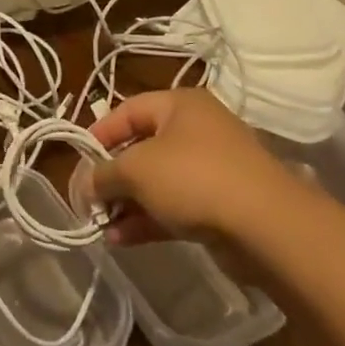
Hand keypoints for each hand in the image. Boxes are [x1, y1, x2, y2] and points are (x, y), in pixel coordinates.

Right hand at [81, 88, 304, 244]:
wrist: (265, 225)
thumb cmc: (194, 177)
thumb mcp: (137, 169)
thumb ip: (104, 174)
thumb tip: (86, 185)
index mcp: (180, 105)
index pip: (128, 110)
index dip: (99, 133)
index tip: (78, 159)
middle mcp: (197, 130)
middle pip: (142, 147)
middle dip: (112, 175)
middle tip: (89, 199)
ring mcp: (211, 168)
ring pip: (158, 182)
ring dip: (127, 203)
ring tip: (101, 226)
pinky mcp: (219, 204)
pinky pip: (174, 206)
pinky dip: (148, 220)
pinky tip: (121, 240)